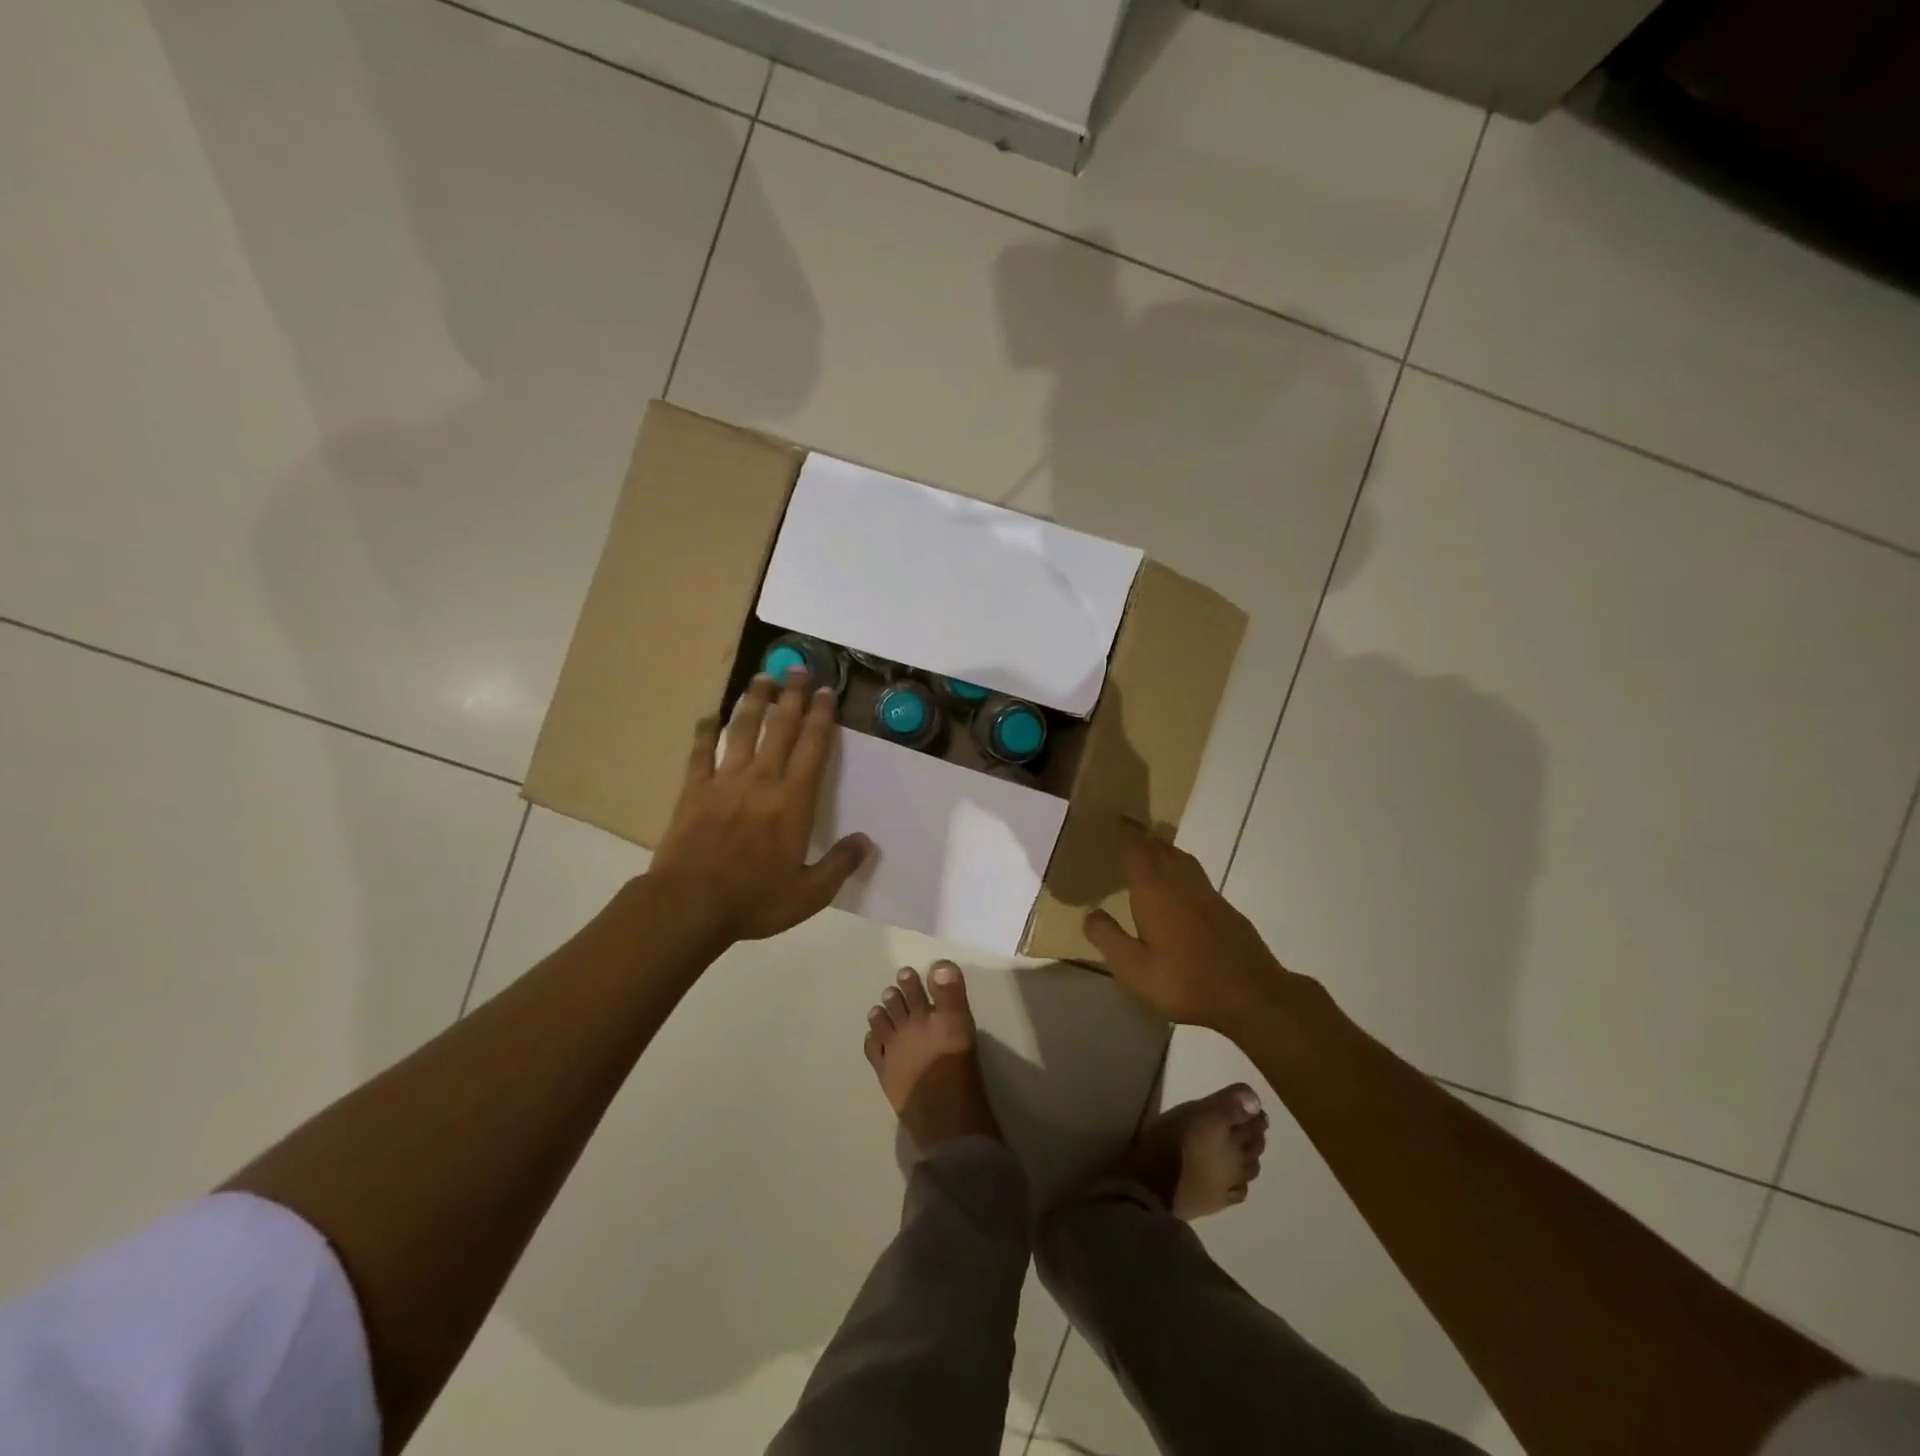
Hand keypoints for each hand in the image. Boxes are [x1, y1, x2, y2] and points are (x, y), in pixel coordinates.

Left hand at [649, 669, 871, 943]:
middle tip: (798, 668)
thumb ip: (840, 864)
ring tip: (761, 677)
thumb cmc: (755, 900)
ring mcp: (724, 781)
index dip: (821, 717)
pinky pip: (699, 752)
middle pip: (780, 727)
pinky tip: (708, 716)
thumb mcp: (810, 893)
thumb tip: (866, 842)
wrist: (689, 905)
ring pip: (741, 730)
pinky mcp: (693, 790)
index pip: (813, 747)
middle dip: (792, 695)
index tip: (826, 692)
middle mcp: (761, 780)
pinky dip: (704, 731)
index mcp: (793, 801)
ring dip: (753, 701)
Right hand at [1084, 818, 1297, 1031]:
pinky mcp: (1227, 911)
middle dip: (1145, 837)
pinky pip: (1197, 876)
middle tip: (1130, 830)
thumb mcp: (1134, 969)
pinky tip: (1181, 887)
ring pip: (1183, 861)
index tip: (1117, 819)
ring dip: (1165, 850)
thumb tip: (1091, 913)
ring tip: (1153, 850)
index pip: (1137, 852)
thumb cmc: (1186, 982)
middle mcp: (1182, 884)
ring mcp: (1209, 896)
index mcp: (1156, 892)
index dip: (1126, 834)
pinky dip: (1182, 868)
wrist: (1253, 996)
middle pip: (1162, 850)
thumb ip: (1109, 939)